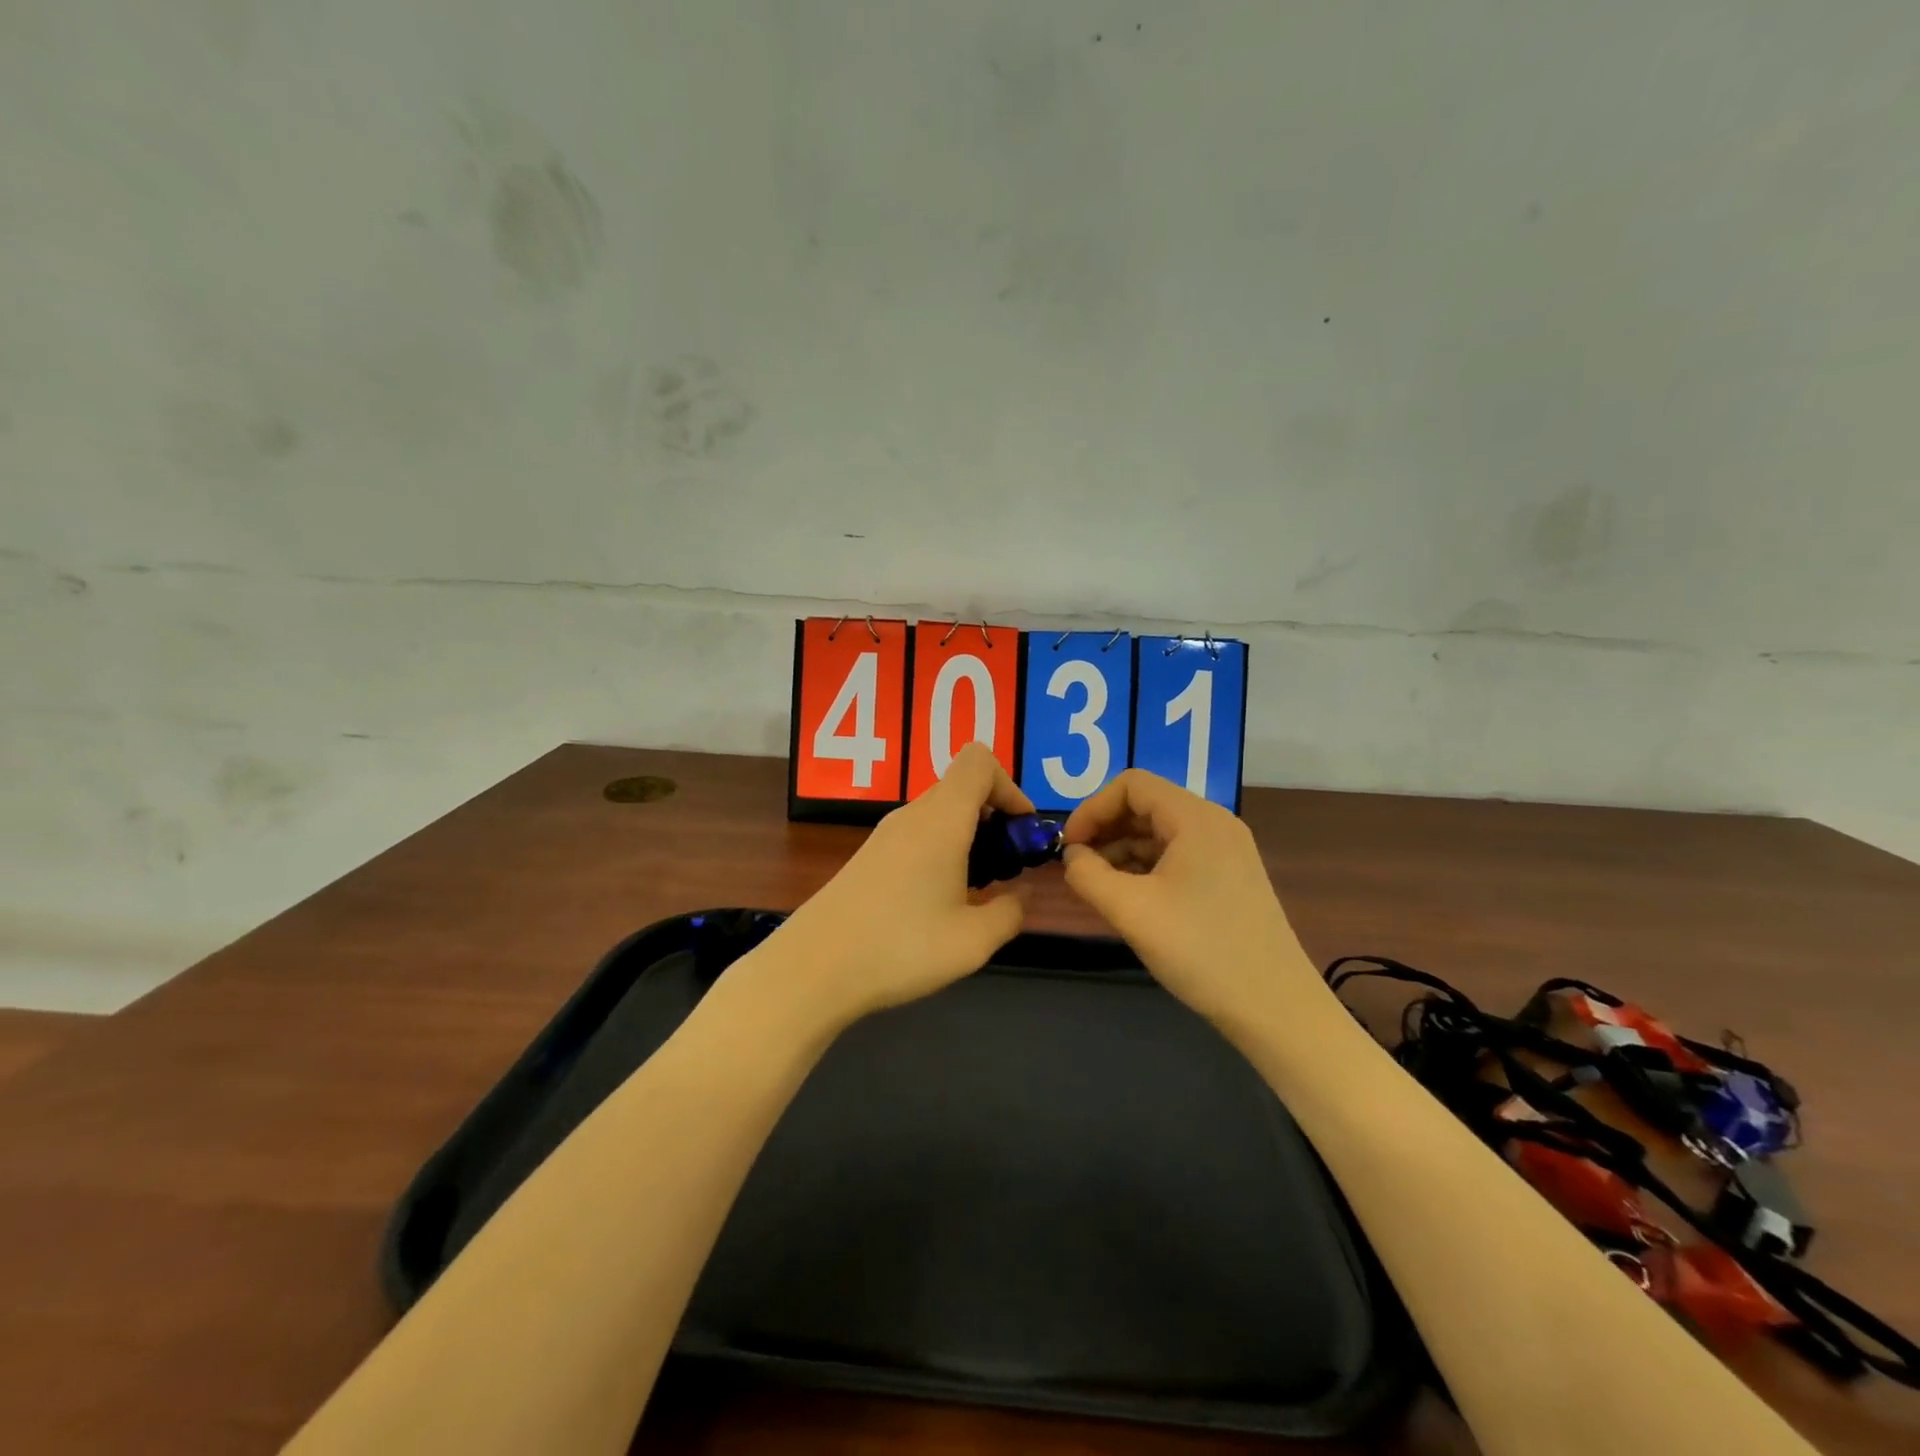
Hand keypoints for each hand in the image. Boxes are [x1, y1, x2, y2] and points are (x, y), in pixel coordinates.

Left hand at [767, 743, 1033, 1024]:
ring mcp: (886, 835)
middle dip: (994, 818)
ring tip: (976, 892)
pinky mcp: (869, 857)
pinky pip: (918, 835)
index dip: (1010, 787)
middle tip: (1006, 868)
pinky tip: (939, 903)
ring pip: (940, 813)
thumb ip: (1010, 912)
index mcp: (941, 819)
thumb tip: (1021, 894)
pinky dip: (942, 852)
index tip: (1021, 833)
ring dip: (968, 838)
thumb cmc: (901, 947)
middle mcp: (912, 815)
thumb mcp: (973, 941)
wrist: (813, 968)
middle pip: (961, 787)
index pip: (979, 761)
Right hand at [1060, 769, 1322, 1026]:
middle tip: (1077, 865)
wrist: (1275, 1008)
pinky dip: (1146, 865)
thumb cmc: (1201, 951)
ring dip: (1122, 849)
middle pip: (1146, 804)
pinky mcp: (1230, 877)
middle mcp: (1214, 823)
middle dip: (1105, 828)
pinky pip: (1178, 853)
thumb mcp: (1131, 911)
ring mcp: (1227, 850)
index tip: (1068, 846)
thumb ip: (1088, 875)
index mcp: (1195, 818)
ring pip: (1161, 830)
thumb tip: (1071, 856)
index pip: (1131, 785)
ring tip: (1098, 885)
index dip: (1092, 808)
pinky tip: (1129, 896)